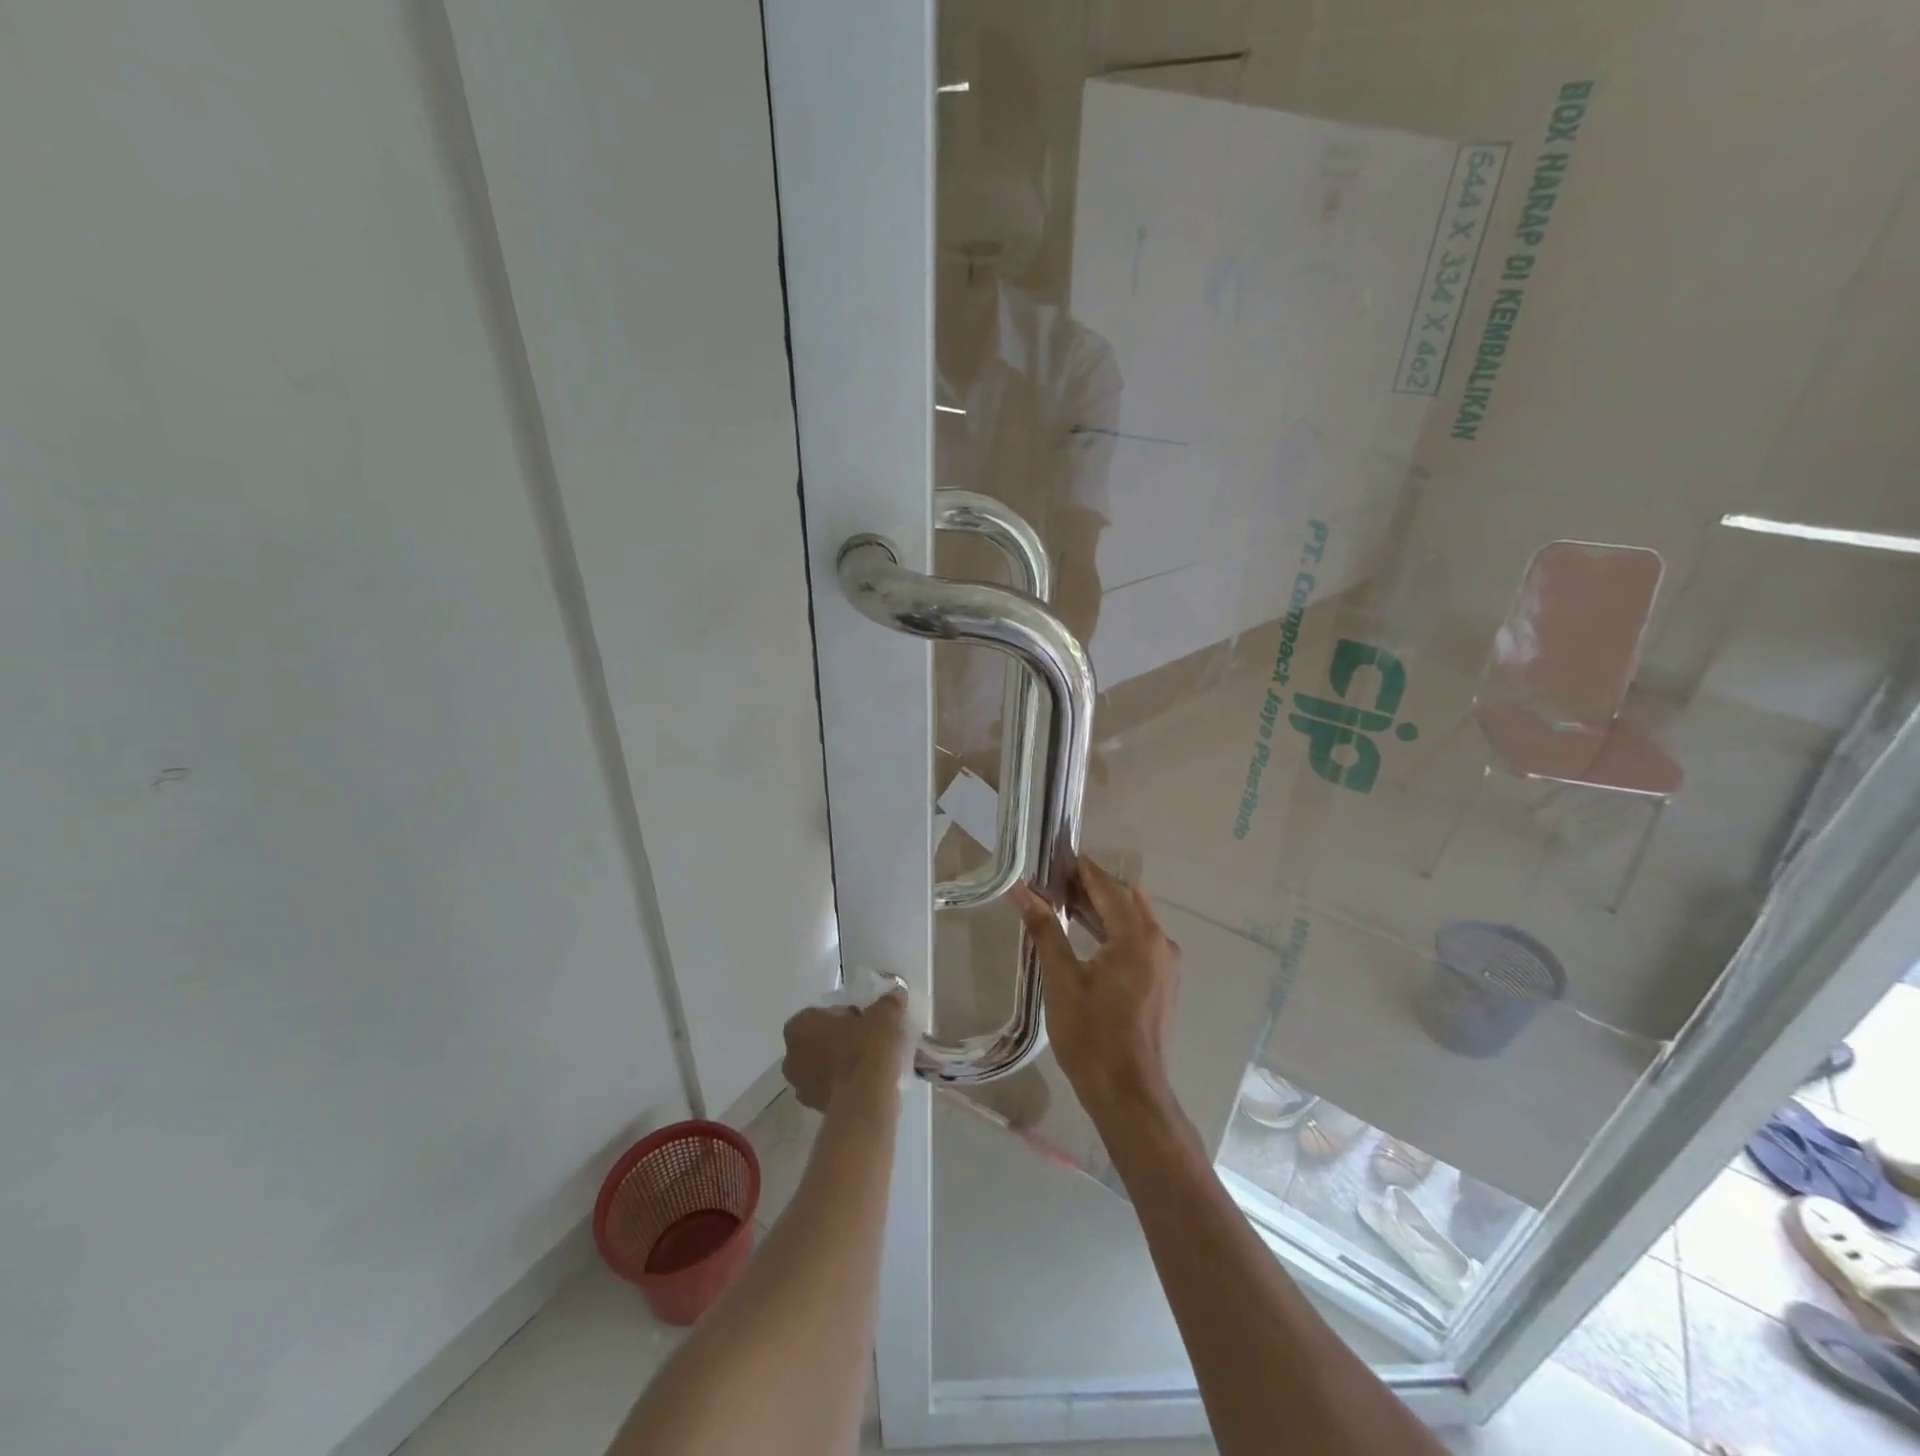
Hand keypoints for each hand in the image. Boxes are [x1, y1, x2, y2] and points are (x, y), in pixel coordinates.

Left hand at [781, 991, 909, 1111]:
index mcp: (800, 1026)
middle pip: (820, 1041)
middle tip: (869, 1041)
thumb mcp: (884, 1016)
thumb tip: (895, 995)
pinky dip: (846, 1084)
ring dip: (843, 1064)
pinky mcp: (815, 1108)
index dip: (847, 1016)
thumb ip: (887, 1003)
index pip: (823, 1013)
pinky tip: (869, 1083)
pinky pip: (832, 1088)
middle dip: (842, 1040)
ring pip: (825, 1066)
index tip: (867, 1022)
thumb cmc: (867, 1048)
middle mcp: (791, 1056)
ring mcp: (801, 1086)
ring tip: (873, 1064)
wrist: (866, 1099)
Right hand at [1010, 856, 1180, 1121]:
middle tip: (1055, 881)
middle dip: (1091, 889)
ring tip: (1064, 905)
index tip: (1058, 856)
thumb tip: (1021, 891)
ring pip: (1133, 923)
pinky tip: (1088, 939)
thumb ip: (1044, 929)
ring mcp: (1167, 966)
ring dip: (1102, 911)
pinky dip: (1114, 933)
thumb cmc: (1091, 1035)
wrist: (1129, 1095)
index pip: (1108, 888)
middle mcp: (1160, 944)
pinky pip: (1139, 944)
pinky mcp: (1164, 985)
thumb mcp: (1061, 979)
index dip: (1083, 870)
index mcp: (1138, 937)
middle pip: (1124, 902)